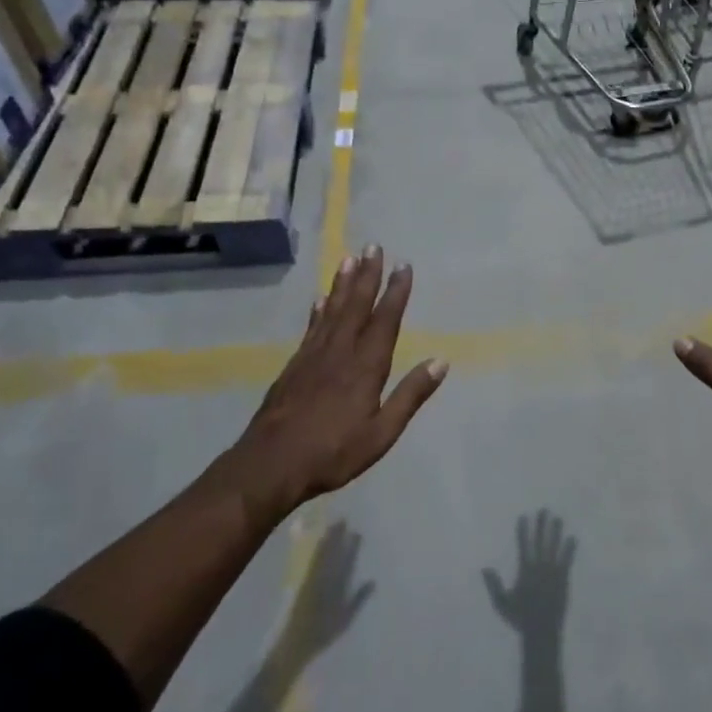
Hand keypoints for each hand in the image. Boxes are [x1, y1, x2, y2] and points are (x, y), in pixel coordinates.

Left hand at [224, 246, 447, 517]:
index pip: (385, 320)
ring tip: (350, 259)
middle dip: (368, 275)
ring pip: (332, 311)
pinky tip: (321, 300)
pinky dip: (319, 310)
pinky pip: (312, 328)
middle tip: (374, 245)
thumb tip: (440, 361)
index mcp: (366, 367)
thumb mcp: (382, 432)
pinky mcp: (294, 366)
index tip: (403, 266)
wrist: (270, 465)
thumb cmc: (333, 453)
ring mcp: (313, 357)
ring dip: (343, 284)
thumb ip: (410, 395)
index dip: (395, 292)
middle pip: (356, 306)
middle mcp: (340, 352)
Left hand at [284, 521, 375, 663]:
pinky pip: (308, 561)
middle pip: (332, 554)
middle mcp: (324, 579)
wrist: (293, 645)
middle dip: (337, 537)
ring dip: (326, 539)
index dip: (351, 547)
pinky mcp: (299, 583)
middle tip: (342, 520)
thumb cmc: (322, 634)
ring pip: (320, 555)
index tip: (356, 532)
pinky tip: (314, 543)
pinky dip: (312, 550)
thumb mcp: (346, 619)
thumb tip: (373, 580)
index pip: (347, 562)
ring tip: (330, 526)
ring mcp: (310, 580)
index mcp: (337, 587)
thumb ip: (359, 599)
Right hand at [484, 510, 575, 642]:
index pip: (523, 546)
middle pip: (540, 542)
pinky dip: (569, 549)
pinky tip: (572, 538)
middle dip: (541, 526)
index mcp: (525, 571)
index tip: (524, 516)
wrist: (542, 631)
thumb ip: (494, 585)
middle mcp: (539, 568)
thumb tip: (485, 568)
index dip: (523, 531)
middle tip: (544, 510)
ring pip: (554, 548)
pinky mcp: (563, 579)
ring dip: (556, 533)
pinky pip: (567, 560)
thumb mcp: (502, 603)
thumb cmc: (520, 618)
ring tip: (558, 519)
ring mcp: (553, 573)